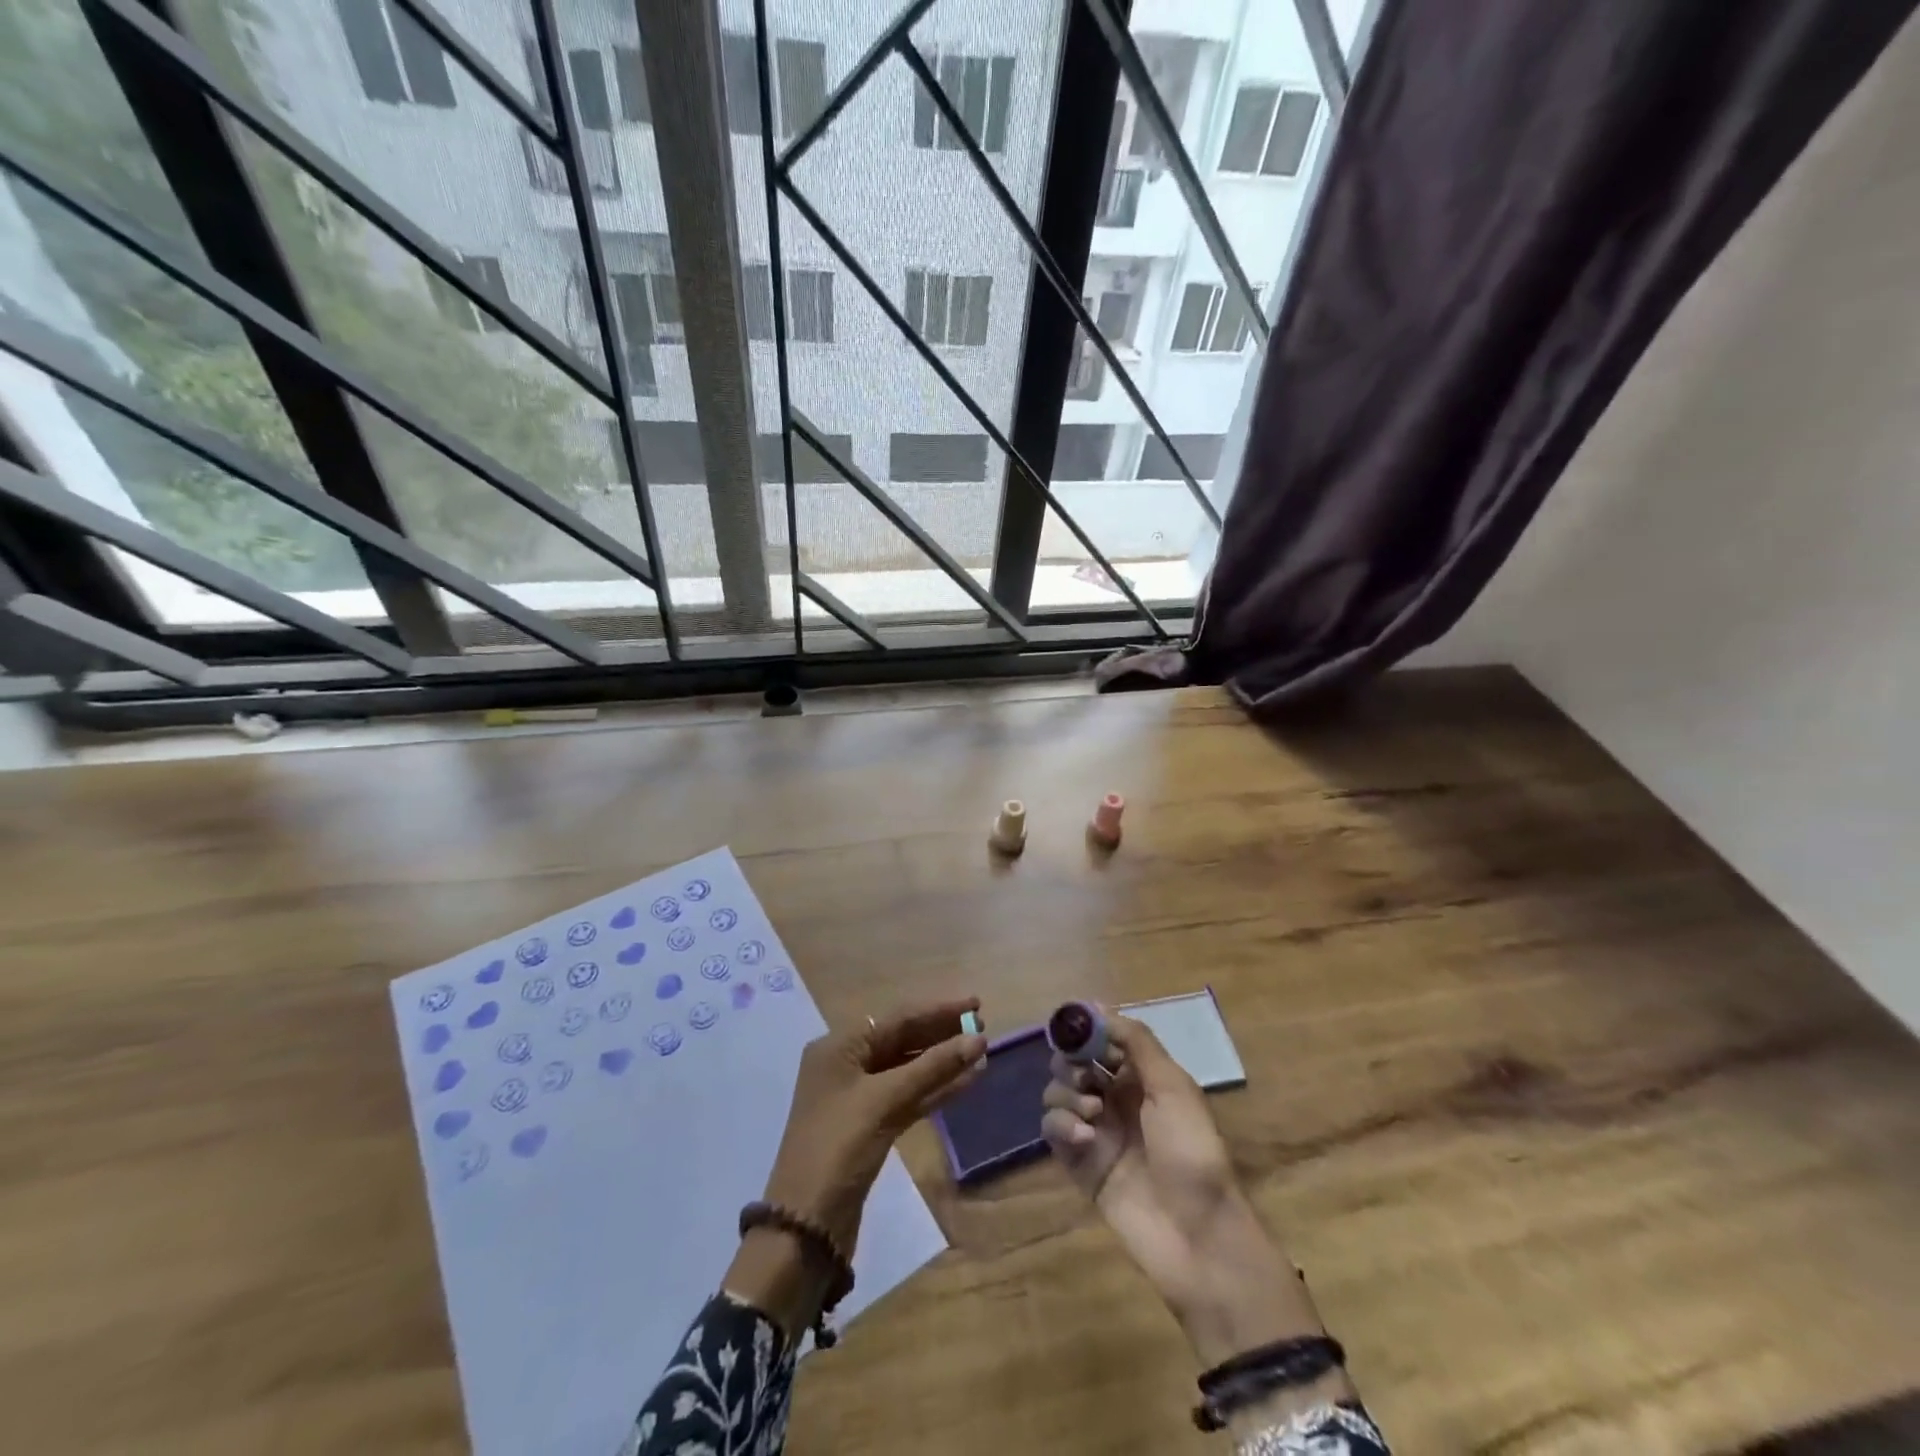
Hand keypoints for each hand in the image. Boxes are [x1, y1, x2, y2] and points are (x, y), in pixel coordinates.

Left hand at [729, 998, 984, 1337]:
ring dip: (943, 1062)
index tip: (976, 1002)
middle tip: (983, 1026)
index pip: (897, 1017)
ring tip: (982, 1054)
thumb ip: (932, 1068)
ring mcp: (858, 1096)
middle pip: (902, 1039)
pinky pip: (908, 1096)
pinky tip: (966, 1083)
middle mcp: (846, 1064)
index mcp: (839, 1046)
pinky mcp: (870, 1125)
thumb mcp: (884, 1101)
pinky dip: (934, 1089)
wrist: (806, 1225)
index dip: (939, 1009)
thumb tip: (978, 1038)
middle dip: (942, 1034)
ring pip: (908, 1069)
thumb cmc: (838, 1148)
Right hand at [1042, 1015, 1334, 1372]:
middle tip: (1086, 1078)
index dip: (1086, 1030)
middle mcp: (1113, 1097)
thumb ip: (1137, 1042)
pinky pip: (1052, 1128)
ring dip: (1067, 1093)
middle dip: (1071, 1062)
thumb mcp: (1173, 1086)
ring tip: (1093, 1114)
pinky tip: (1084, 1139)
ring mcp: (1094, 1130)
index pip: (1101, 1038)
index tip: (1074, 1028)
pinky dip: (1062, 1125)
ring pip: (1057, 1091)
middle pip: (1072, 1062)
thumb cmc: (1192, 1151)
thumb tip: (1099, 1006)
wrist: (1197, 1234)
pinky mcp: (1078, 1162)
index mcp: (1140, 1077)